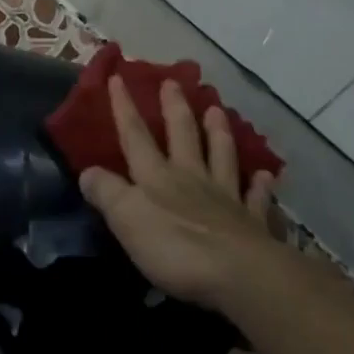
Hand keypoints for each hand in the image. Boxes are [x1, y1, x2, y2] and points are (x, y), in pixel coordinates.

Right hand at [78, 77, 278, 312]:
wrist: (239, 275)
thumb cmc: (175, 247)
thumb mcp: (126, 219)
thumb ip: (107, 193)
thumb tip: (87, 171)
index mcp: (157, 177)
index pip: (135, 136)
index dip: (124, 108)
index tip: (119, 78)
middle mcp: (191, 178)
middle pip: (182, 136)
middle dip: (174, 108)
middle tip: (173, 82)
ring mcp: (224, 198)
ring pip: (220, 156)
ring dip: (218, 133)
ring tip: (217, 110)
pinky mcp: (251, 224)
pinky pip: (255, 198)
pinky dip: (259, 185)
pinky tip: (265, 175)